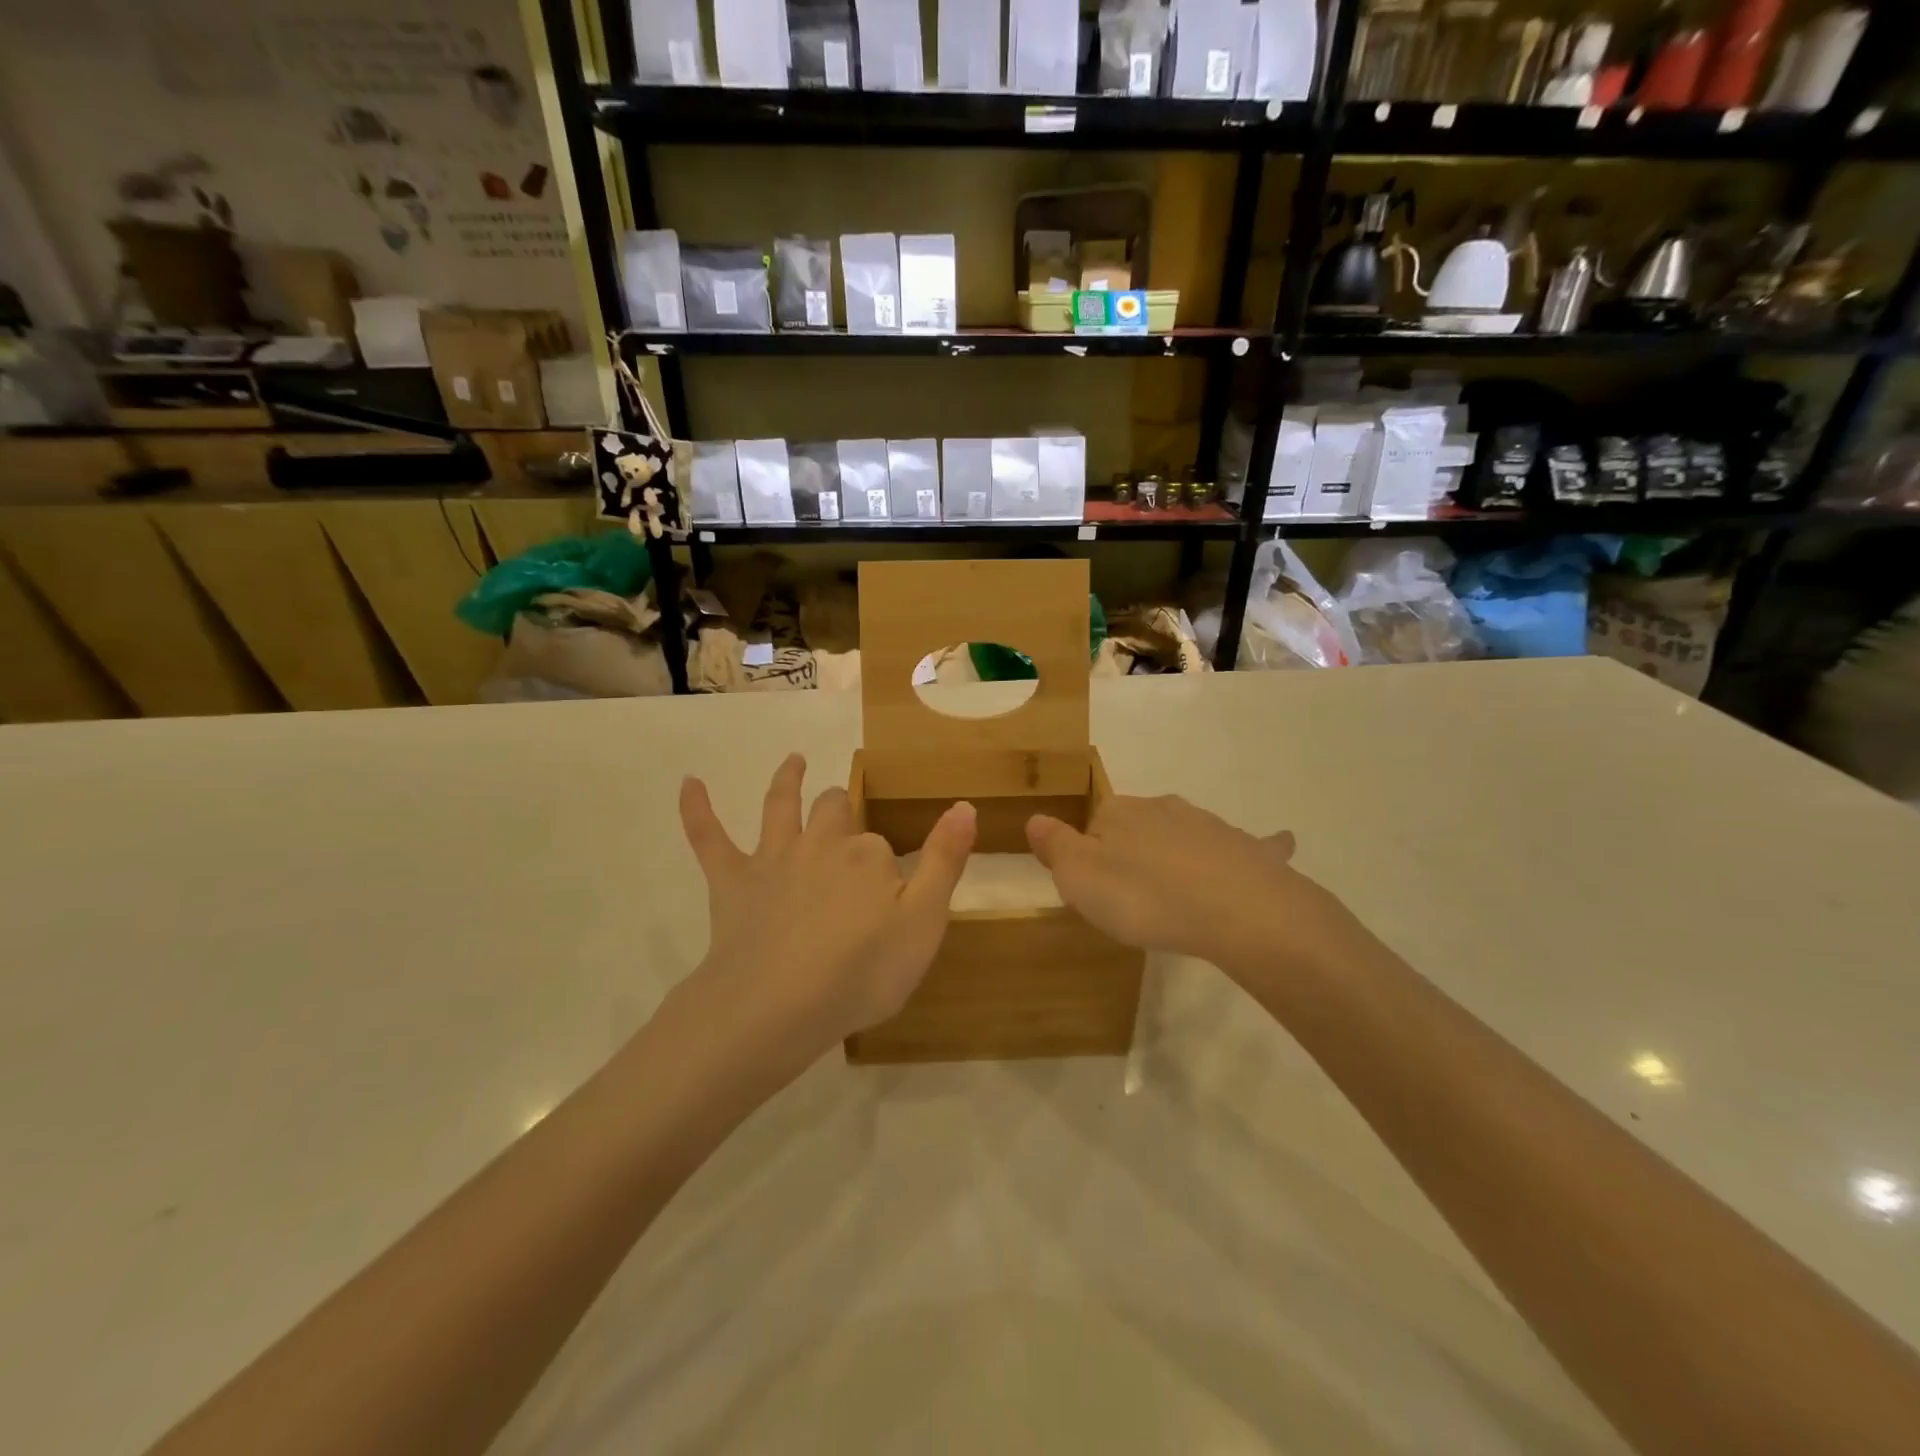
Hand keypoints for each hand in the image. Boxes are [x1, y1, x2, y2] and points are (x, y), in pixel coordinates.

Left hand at [678, 754, 975, 1057]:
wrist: (777, 1006)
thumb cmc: (861, 972)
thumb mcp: (924, 922)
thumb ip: (945, 861)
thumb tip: (964, 804)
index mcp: (867, 855)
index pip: (882, 845)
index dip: (887, 866)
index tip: (891, 896)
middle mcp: (821, 844)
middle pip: (833, 812)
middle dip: (841, 810)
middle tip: (847, 818)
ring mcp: (773, 860)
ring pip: (780, 808)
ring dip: (786, 781)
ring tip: (793, 760)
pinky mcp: (731, 883)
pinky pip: (709, 839)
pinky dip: (697, 810)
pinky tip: (689, 783)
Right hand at [1026, 794, 1344, 977]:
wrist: (1239, 911)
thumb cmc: (1146, 897)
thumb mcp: (1079, 878)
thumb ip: (1054, 846)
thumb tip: (1036, 819)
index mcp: (1119, 812)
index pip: (1093, 826)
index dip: (1090, 859)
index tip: (1097, 895)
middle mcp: (1163, 807)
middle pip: (1138, 828)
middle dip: (1134, 855)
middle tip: (1135, 901)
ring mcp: (1210, 825)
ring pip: (1184, 836)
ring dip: (1178, 857)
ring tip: (1180, 898)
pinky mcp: (1248, 849)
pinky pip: (1247, 847)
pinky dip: (1253, 848)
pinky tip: (1276, 847)